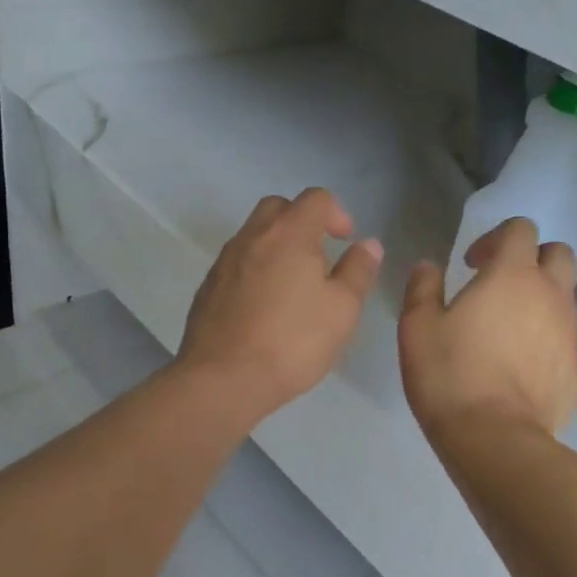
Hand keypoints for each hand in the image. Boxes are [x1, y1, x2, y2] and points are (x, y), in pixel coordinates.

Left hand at [177, 188, 382, 423]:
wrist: (223, 378)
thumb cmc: (293, 341)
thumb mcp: (342, 309)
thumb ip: (358, 270)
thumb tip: (368, 244)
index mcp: (289, 233)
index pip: (315, 198)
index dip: (336, 213)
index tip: (345, 241)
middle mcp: (252, 237)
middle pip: (278, 208)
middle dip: (302, 222)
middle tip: (319, 257)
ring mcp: (224, 261)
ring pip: (254, 235)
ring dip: (277, 246)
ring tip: (294, 286)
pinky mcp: (207, 287)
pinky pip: (237, 263)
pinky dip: (255, 270)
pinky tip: (265, 307)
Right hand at [398, 217, 576, 440]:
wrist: (495, 439)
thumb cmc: (450, 374)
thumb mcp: (417, 327)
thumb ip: (423, 288)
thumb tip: (429, 266)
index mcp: (512, 275)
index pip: (521, 228)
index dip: (496, 237)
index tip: (471, 263)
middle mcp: (550, 294)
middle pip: (559, 253)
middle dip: (532, 259)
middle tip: (500, 284)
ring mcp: (569, 332)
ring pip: (566, 296)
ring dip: (541, 297)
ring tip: (508, 327)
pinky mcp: (575, 369)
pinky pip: (564, 338)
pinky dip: (546, 338)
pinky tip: (519, 365)